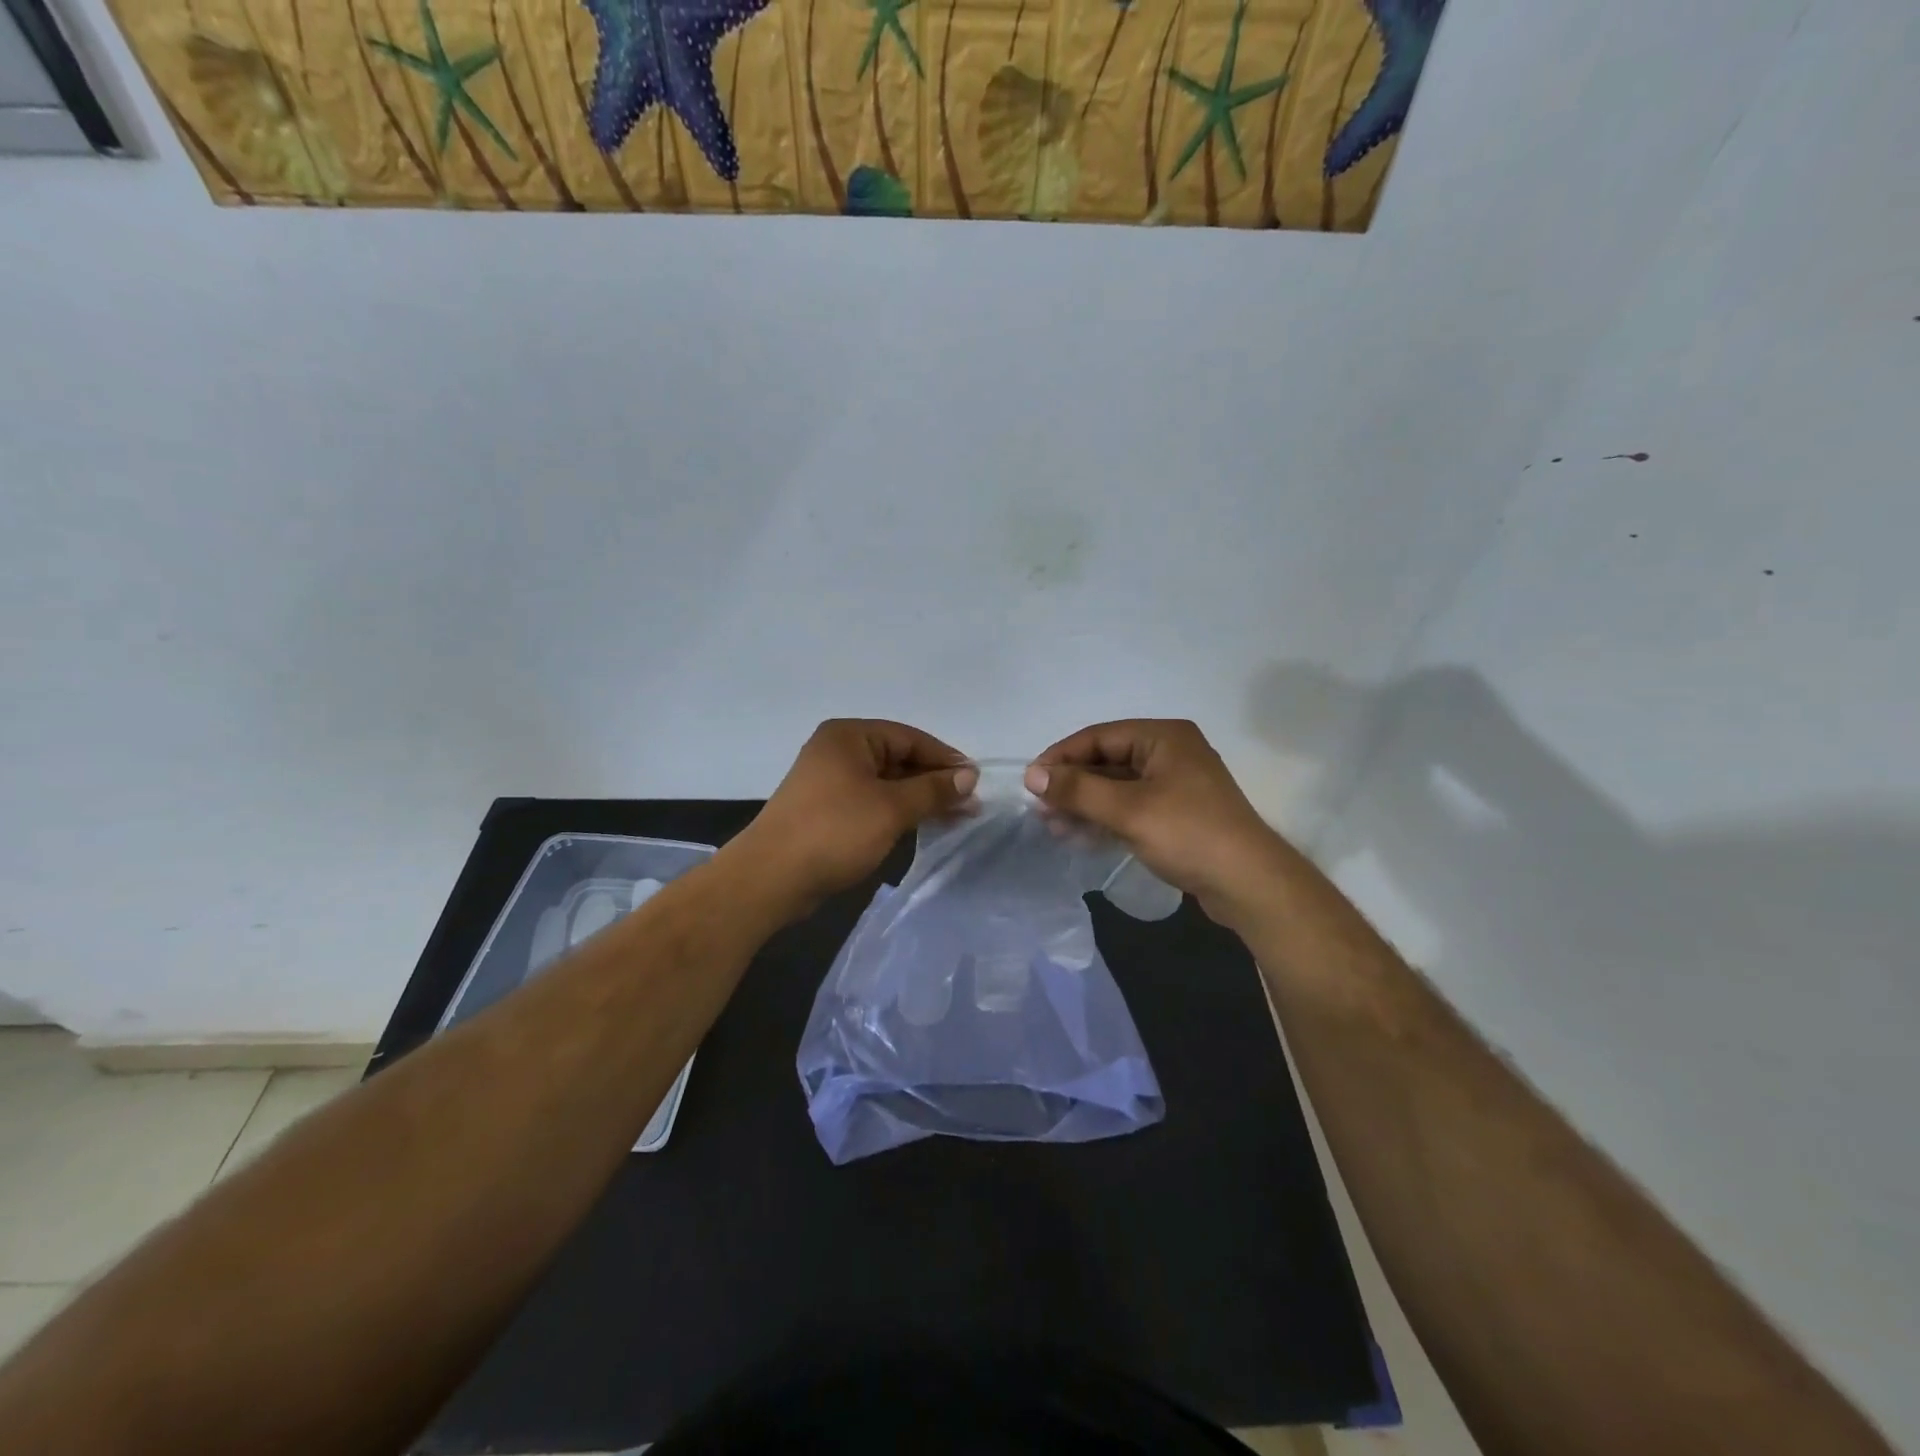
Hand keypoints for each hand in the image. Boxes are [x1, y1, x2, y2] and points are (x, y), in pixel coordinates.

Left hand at [732, 720, 977, 914]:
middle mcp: (838, 751)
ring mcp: (830, 781)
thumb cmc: (834, 831)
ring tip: (956, 816)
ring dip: (919, 798)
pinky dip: (897, 811)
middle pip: (898, 758)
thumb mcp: (891, 808)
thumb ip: (932, 789)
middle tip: (970, 803)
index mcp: (849, 736)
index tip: (975, 780)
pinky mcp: (827, 810)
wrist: (771, 878)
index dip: (944, 758)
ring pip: (886, 783)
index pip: (909, 738)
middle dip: (934, 781)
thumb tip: (969, 776)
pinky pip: (872, 801)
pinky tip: (922, 825)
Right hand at [1025, 720, 1289, 924]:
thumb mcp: (1128, 809)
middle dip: (1072, 784)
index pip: (1099, 736)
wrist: (1249, 884)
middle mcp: (1170, 752)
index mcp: (1163, 736)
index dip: (1061, 757)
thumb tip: (1032, 774)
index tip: (1031, 781)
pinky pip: (1131, 806)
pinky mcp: (1177, 813)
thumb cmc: (1189, 834)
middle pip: (1107, 761)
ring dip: (1085, 804)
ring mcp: (1175, 784)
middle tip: (1040, 808)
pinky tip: (1080, 835)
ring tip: (1054, 826)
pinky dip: (1105, 818)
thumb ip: (1078, 789)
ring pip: (1117, 786)